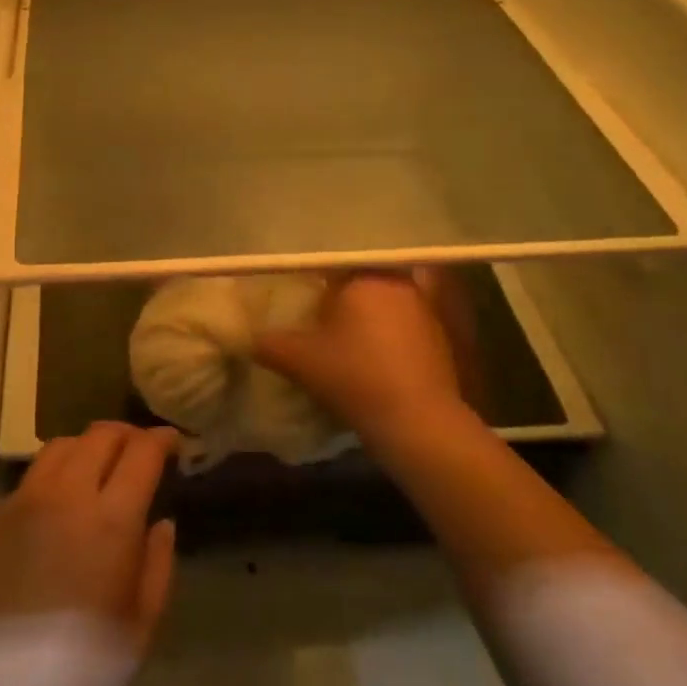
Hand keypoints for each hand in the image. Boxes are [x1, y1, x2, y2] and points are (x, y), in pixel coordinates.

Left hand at [0, 423, 178, 685]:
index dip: (161, 440)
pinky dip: (52, 475)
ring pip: (59, 446)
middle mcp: (66, 494)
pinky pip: (28, 479)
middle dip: (126, 434)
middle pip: (99, 435)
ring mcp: (22, 502)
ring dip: (86, 446)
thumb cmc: (84, 673)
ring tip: (96, 467)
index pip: (142, 452)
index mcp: (111, 517)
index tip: (172, 443)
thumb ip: (158, 563)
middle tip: (138, 450)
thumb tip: (161, 522)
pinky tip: (56, 504)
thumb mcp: (142, 625)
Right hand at [255, 271, 469, 439]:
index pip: (333, 262)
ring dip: (366, 315)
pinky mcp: (439, 337)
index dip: (314, 275)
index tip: (300, 290)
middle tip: (318, 313)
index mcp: (364, 277)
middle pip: (361, 279)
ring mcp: (424, 309)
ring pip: (385, 301)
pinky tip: (372, 357)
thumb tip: (247, 337)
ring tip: (343, 337)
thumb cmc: (354, 377)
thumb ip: (269, 343)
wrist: (418, 423)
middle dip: (341, 294)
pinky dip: (387, 334)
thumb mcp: (300, 361)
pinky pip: (404, 324)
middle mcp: (397, 283)